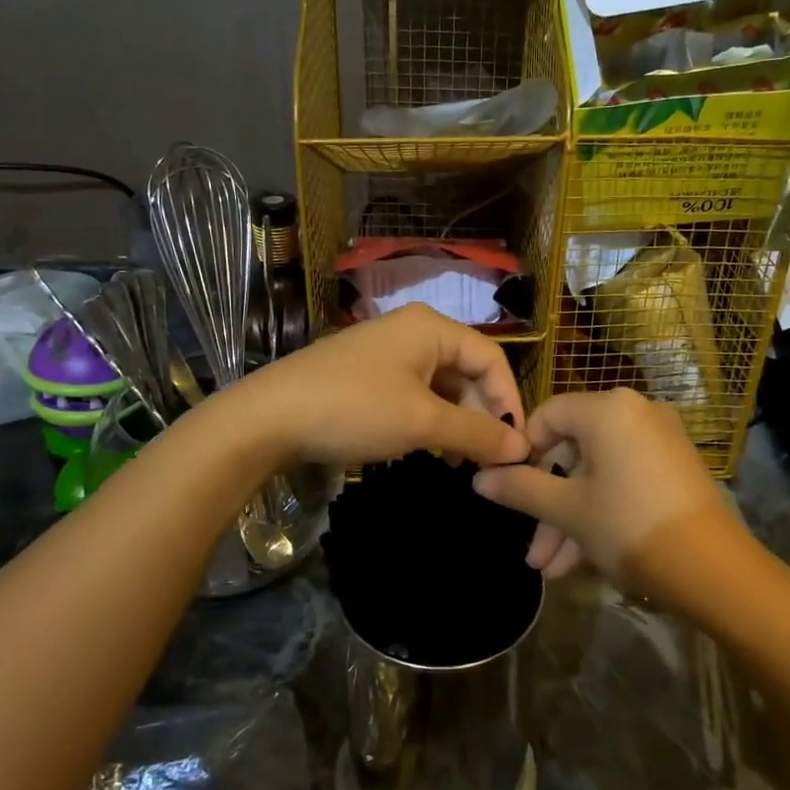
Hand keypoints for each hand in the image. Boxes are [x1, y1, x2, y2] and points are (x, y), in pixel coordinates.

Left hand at [240, 304, 529, 470]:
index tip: (517, 447)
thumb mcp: (422, 423)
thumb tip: (521, 448)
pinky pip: (414, 393)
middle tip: (485, 460)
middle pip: (467, 371)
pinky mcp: (366, 374)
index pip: (492, 359)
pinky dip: (428, 420)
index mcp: (432, 327)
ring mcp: (386, 352)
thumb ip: (476, 433)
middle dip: (481, 415)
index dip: (510, 403)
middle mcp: (413, 330)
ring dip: (456, 422)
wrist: (268, 417)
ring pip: (441, 386)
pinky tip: (427, 449)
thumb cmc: (355, 409)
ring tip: (458, 461)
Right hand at [471, 389, 738, 601]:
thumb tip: (479, 479)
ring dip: (571, 519)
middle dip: (548, 504)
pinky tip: (582, 561)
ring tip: (552, 570)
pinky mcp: (676, 468)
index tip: (510, 492)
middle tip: (533, 549)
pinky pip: (624, 481)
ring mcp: (660, 440)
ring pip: (598, 474)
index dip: (522, 454)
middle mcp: (636, 412)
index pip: (547, 416)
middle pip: (573, 451)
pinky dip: (601, 512)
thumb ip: (520, 489)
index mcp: (608, 408)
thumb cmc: (629, 527)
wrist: (714, 570)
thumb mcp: (568, 510)